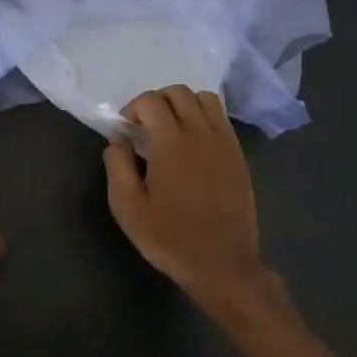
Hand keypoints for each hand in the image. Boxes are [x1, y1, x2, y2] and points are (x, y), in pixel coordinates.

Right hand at [103, 86, 288, 322]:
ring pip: (205, 99)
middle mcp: (201, 133)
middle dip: (157, 100)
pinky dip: (204, 118)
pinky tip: (194, 145)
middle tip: (145, 126)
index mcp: (171, 142)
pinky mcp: (239, 156)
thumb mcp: (127, 207)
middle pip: (179, 92)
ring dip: (184, 105)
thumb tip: (118, 140)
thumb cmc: (169, 237)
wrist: (221, 264)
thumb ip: (117, 165)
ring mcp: (225, 143)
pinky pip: (222, 120)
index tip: (125, 129)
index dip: (132, 107)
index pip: (150, 100)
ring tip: (172, 129)